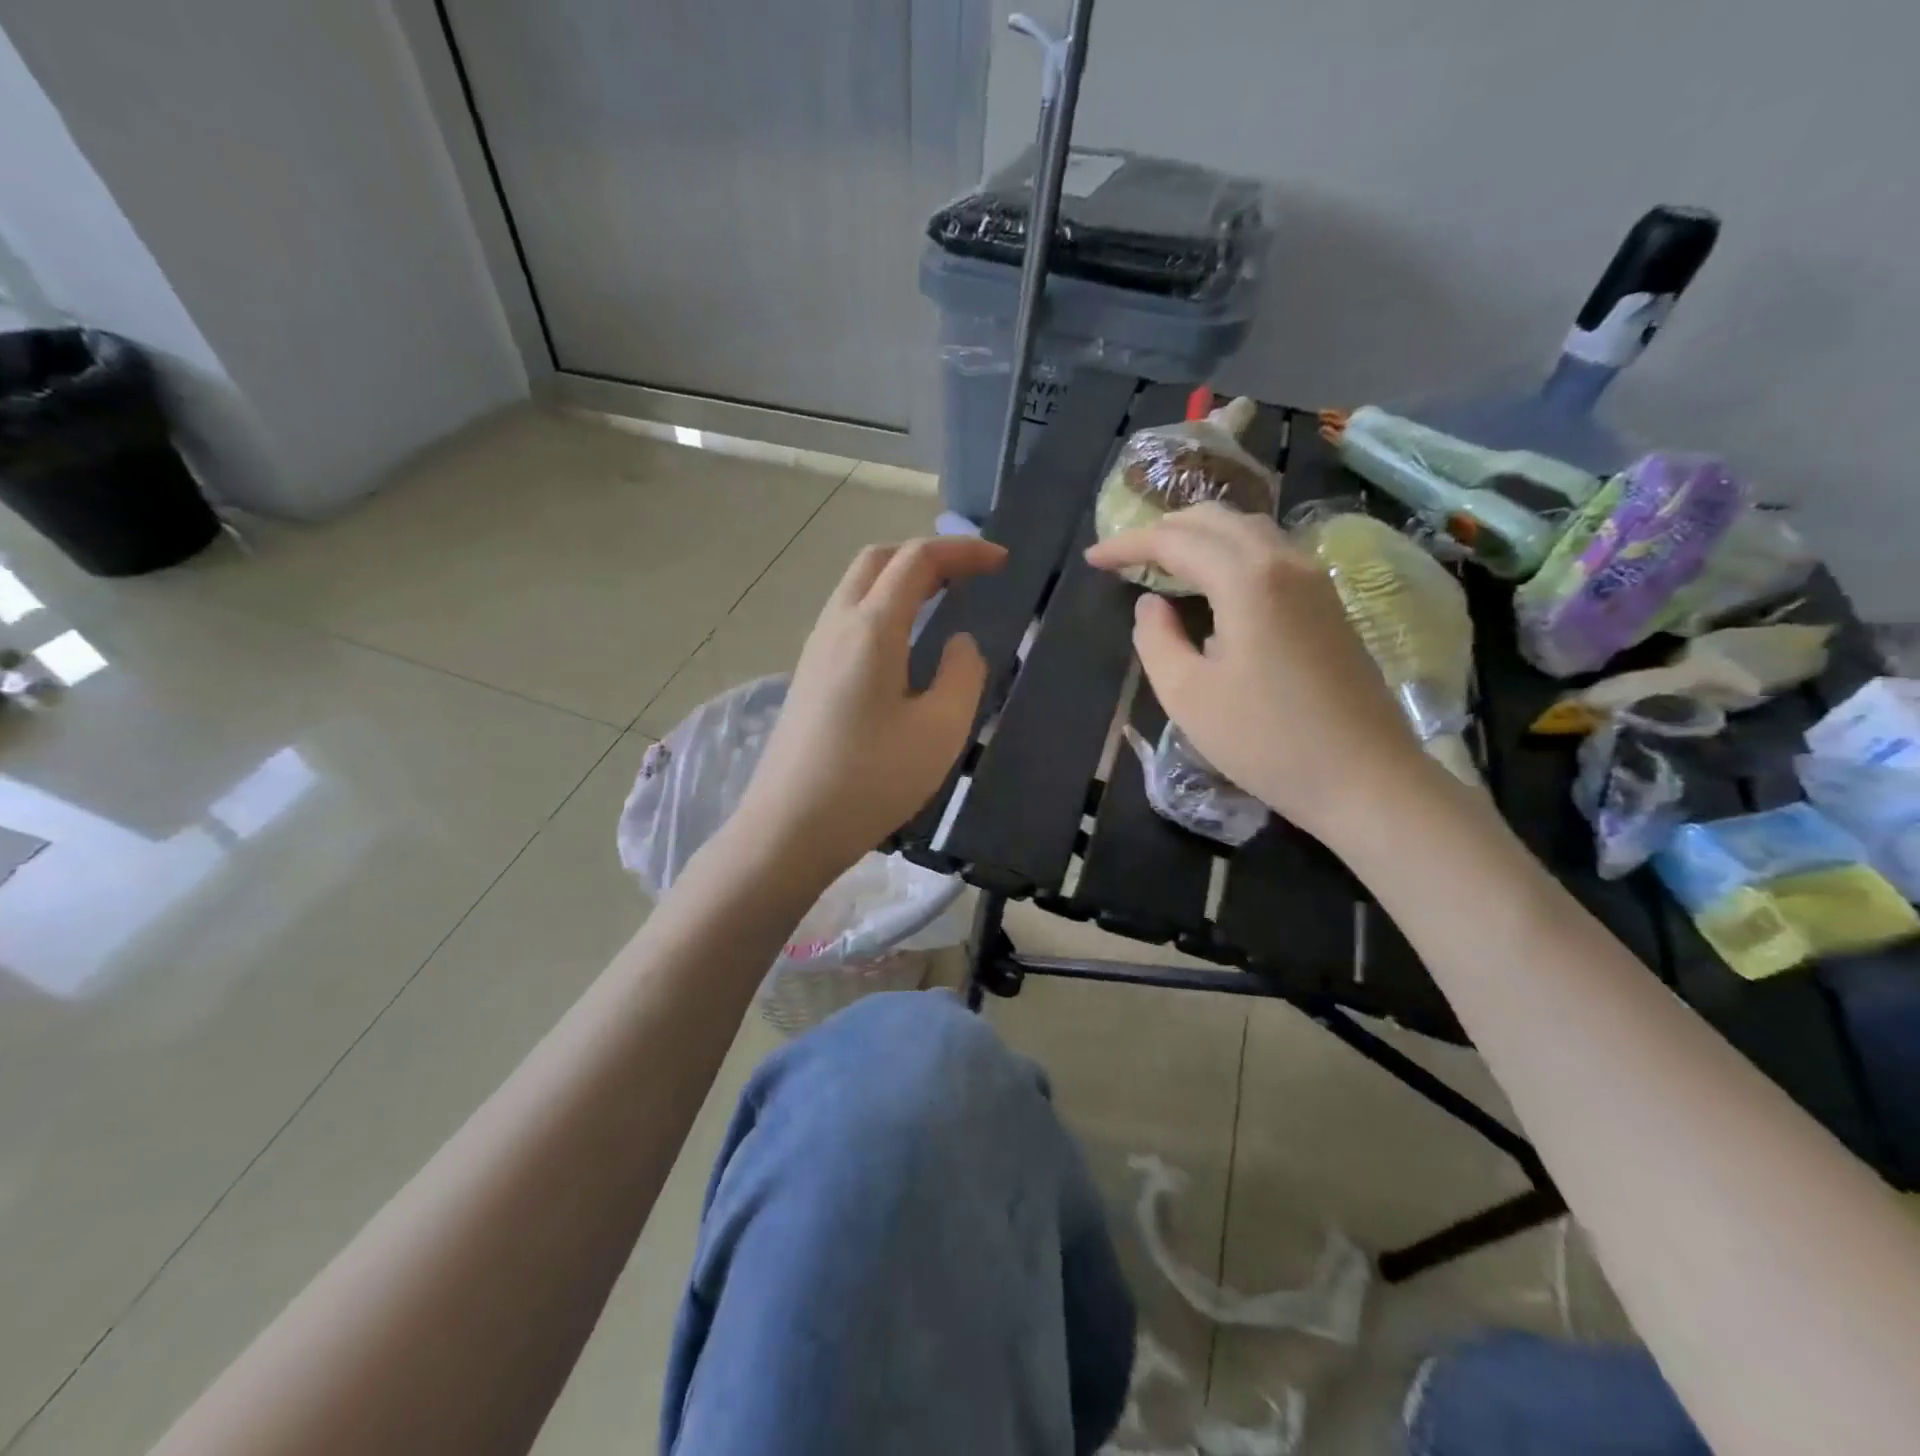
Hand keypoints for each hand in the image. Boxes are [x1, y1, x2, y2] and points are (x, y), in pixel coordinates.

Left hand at [733, 535, 1005, 880]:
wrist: (789, 828)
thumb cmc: (871, 780)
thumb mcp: (939, 730)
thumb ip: (963, 674)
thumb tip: (959, 643)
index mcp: (872, 628)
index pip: (918, 560)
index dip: (963, 551)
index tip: (1002, 561)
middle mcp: (837, 624)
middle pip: (878, 560)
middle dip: (927, 555)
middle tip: (969, 575)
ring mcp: (815, 649)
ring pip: (857, 586)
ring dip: (900, 578)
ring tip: (941, 600)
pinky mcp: (808, 676)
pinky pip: (847, 618)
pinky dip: (882, 606)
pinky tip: (903, 644)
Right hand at [1085, 503, 1430, 841]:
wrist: (1365, 778)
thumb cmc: (1266, 740)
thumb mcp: (1187, 695)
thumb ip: (1156, 639)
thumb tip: (1151, 605)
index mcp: (1247, 579)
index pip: (1175, 541)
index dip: (1128, 545)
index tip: (1092, 559)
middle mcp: (1286, 563)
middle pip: (1217, 520)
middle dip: (1165, 528)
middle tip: (1126, 554)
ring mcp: (1316, 582)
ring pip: (1250, 532)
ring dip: (1201, 536)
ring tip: (1165, 561)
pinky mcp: (1330, 606)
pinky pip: (1272, 555)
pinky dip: (1231, 553)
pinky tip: (1216, 585)